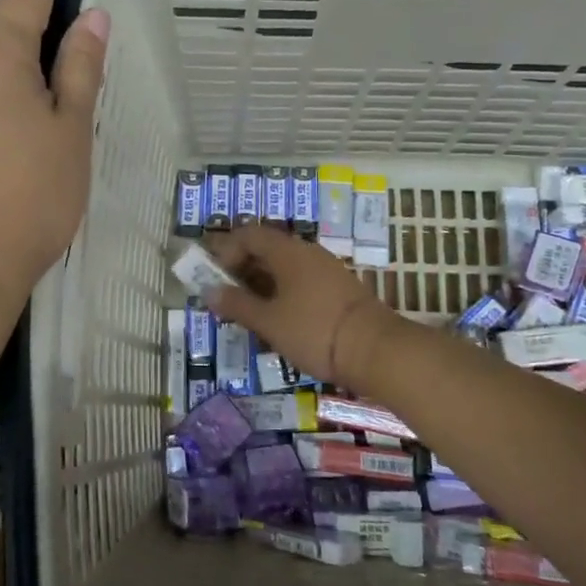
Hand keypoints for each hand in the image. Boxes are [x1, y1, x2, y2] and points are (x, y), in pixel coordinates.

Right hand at [203, 226, 410, 394]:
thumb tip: (209, 291)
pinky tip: (278, 319)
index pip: (248, 235)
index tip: (215, 278)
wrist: (376, 350)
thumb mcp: (269, 321)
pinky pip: (301, 281)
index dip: (226, 251)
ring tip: (249, 312)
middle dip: (242, 270)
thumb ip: (237, 305)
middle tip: (227, 297)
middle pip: (267, 249)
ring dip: (262, 284)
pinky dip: (283, 293)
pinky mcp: (339, 289)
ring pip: (285, 267)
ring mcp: (326, 270)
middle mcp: (307, 252)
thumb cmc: (314, 330)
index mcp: (287, 251)